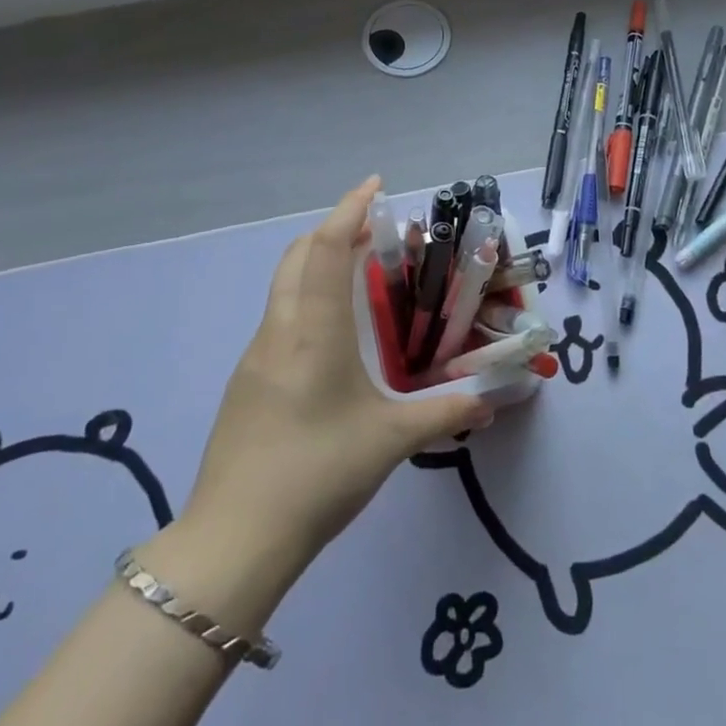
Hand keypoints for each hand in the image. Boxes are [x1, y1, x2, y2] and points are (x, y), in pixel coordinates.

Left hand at [174, 178, 492, 572]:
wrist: (234, 539)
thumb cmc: (318, 474)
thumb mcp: (391, 441)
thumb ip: (445, 414)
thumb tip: (490, 402)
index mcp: (314, 332)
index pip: (326, 250)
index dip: (349, 211)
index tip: (374, 186)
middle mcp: (279, 332)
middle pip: (297, 257)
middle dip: (331, 230)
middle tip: (372, 229)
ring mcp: (255, 357)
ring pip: (283, 286)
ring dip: (315, 263)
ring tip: (356, 273)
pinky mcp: (245, 384)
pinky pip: (278, 318)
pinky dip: (305, 297)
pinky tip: (330, 333)